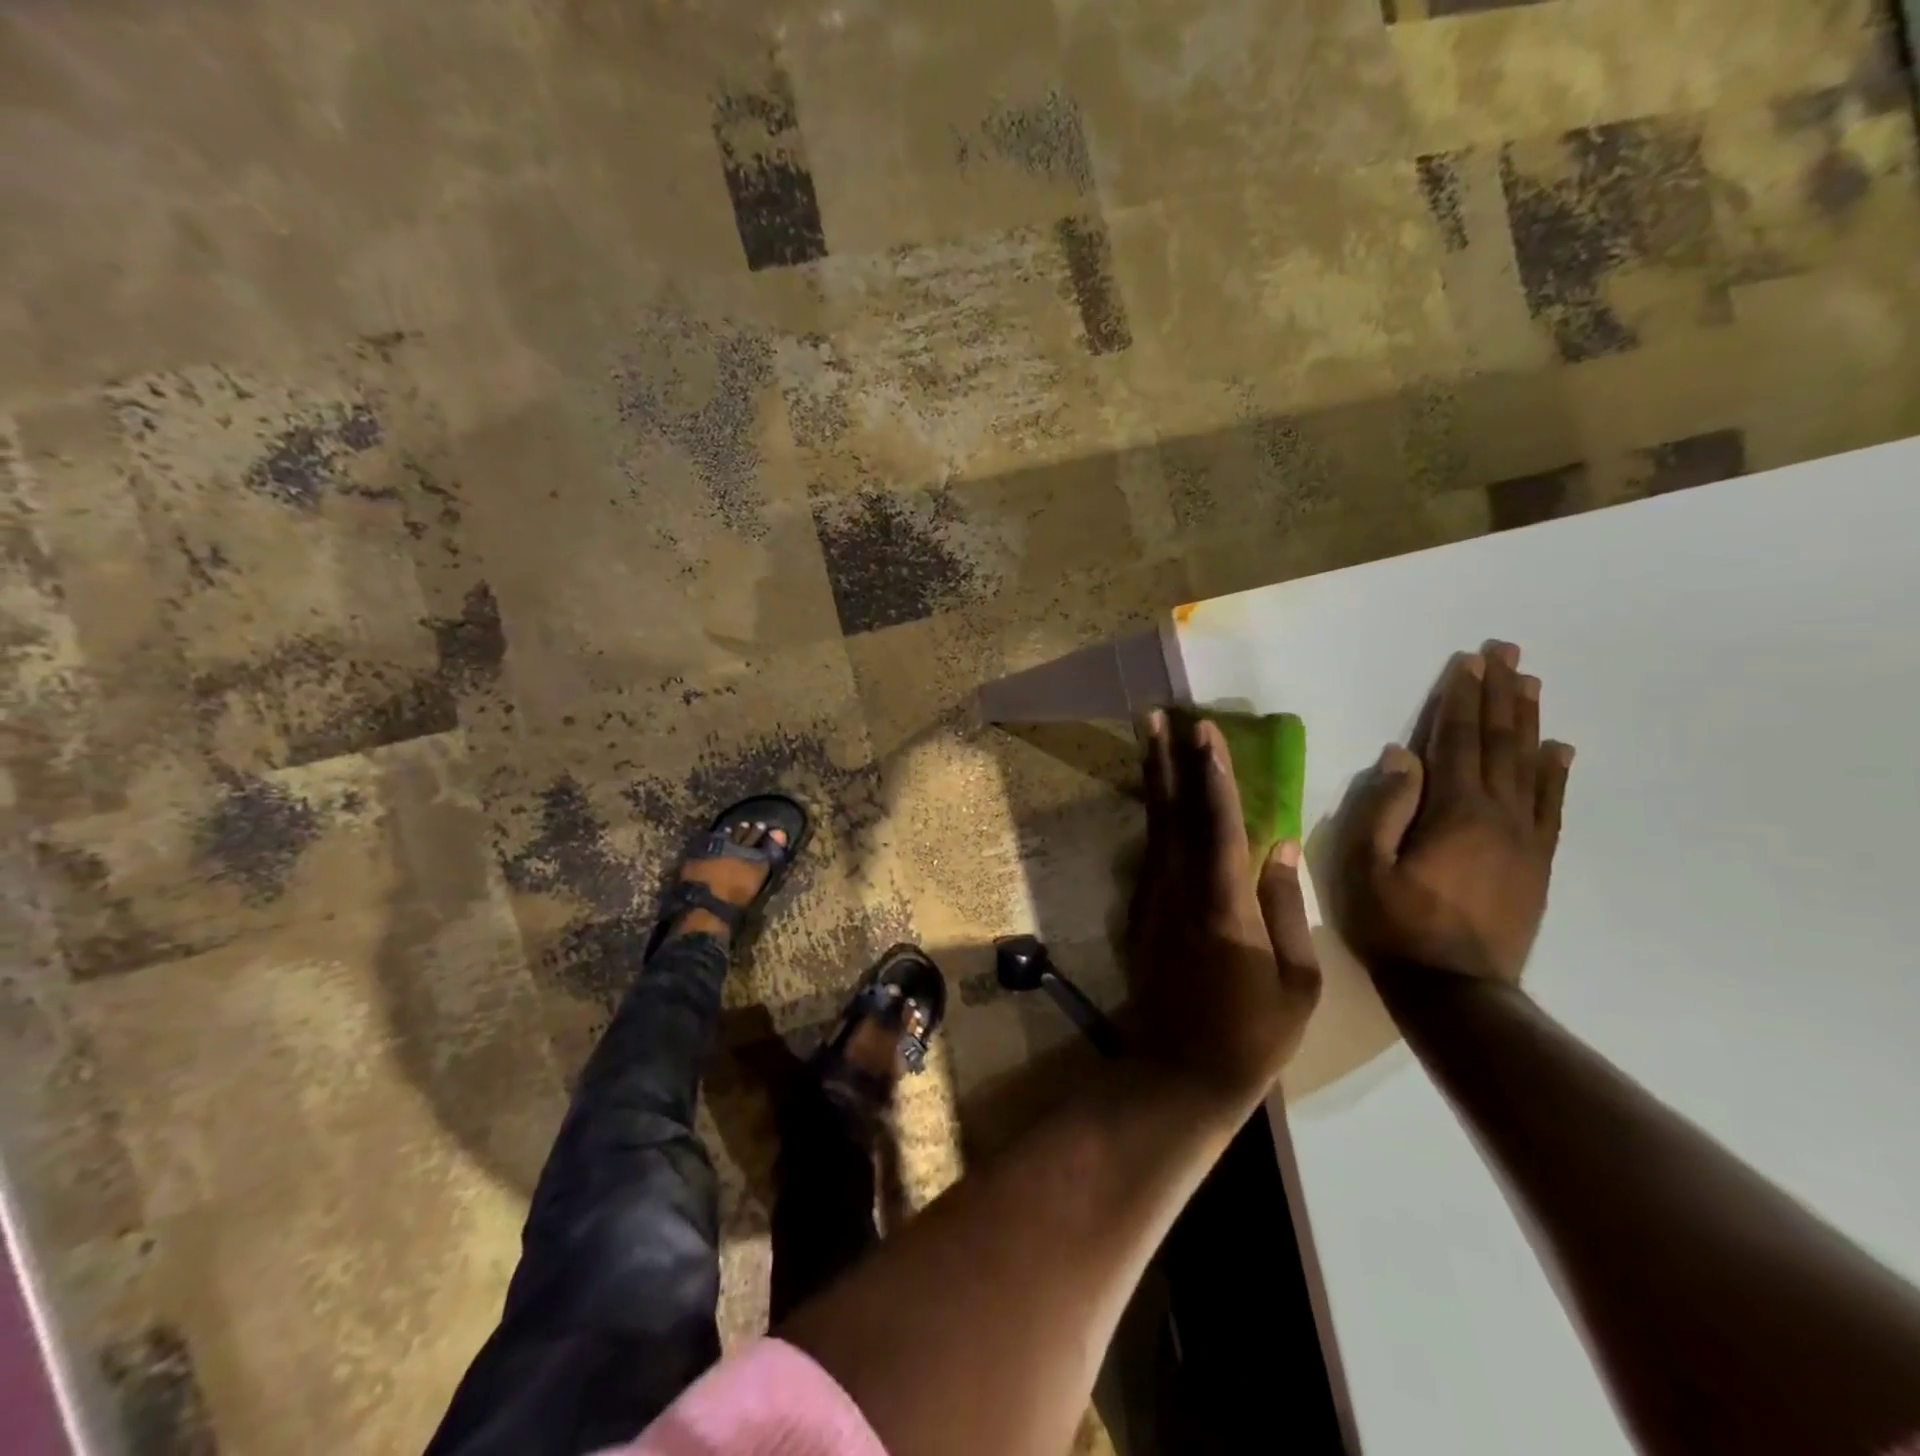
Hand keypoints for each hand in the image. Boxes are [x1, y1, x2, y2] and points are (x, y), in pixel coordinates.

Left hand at [1127, 711, 1322, 1102]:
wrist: (1179, 1072)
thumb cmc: (1251, 1034)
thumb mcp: (1296, 982)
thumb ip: (1285, 906)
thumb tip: (1280, 845)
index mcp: (1224, 906)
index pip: (1218, 825)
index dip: (1212, 775)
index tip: (1204, 733)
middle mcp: (1180, 891)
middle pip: (1173, 812)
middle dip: (1166, 761)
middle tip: (1155, 716)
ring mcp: (1154, 900)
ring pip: (1155, 826)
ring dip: (1153, 779)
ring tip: (1149, 739)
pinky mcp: (1140, 913)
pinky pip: (1151, 852)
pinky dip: (1153, 817)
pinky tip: (1157, 797)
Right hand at [1331, 643, 1573, 986]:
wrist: (1456, 990)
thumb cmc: (1395, 924)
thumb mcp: (1365, 866)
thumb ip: (1382, 807)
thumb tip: (1400, 754)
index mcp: (1454, 811)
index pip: (1456, 740)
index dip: (1460, 698)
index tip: (1468, 661)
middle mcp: (1498, 814)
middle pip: (1499, 742)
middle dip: (1500, 694)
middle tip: (1507, 651)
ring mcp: (1524, 839)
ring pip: (1530, 766)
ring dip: (1527, 721)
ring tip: (1530, 683)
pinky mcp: (1536, 863)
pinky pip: (1551, 806)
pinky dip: (1556, 773)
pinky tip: (1559, 749)